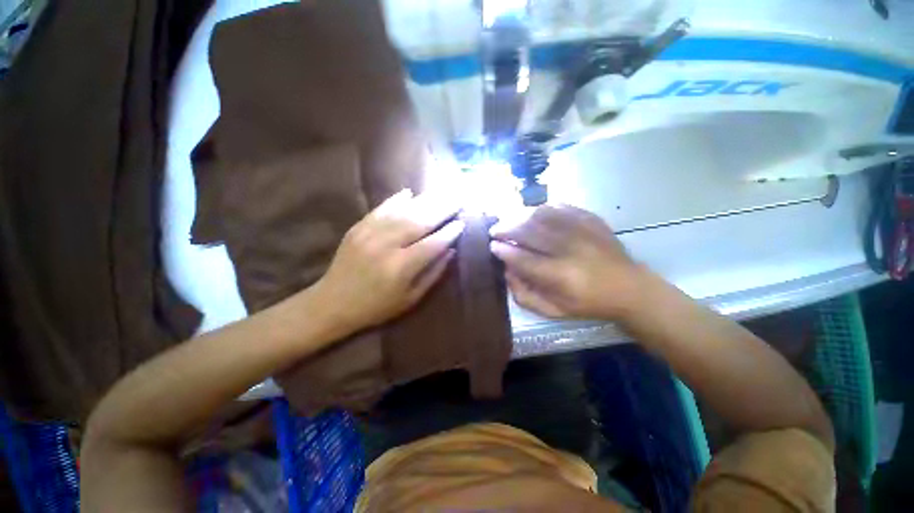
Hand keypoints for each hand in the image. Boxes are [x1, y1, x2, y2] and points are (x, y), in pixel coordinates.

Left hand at [313, 189, 462, 332]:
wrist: (333, 303)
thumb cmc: (377, 307)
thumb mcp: (410, 299)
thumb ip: (433, 273)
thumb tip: (450, 250)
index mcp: (401, 267)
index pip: (433, 243)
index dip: (449, 232)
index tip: (462, 223)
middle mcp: (387, 246)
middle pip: (420, 221)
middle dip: (442, 209)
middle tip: (458, 199)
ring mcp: (369, 234)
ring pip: (403, 212)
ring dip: (424, 201)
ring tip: (441, 192)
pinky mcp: (358, 228)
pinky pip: (381, 209)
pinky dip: (396, 200)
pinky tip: (409, 192)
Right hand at [490, 204, 646, 319]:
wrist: (630, 288)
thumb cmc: (588, 304)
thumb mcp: (554, 311)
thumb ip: (525, 295)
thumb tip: (507, 271)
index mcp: (561, 277)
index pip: (523, 259)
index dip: (504, 251)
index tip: (493, 246)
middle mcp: (570, 250)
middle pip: (530, 232)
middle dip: (506, 229)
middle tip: (495, 230)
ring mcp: (583, 231)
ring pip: (542, 215)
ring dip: (520, 217)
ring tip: (510, 221)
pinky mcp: (591, 220)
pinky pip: (560, 207)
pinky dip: (541, 209)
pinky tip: (532, 214)